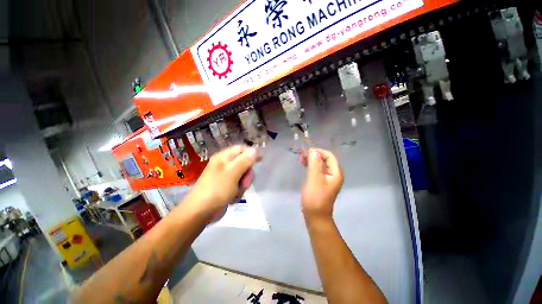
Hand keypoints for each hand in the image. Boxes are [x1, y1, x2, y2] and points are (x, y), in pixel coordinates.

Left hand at [187, 145, 259, 216]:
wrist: (200, 212)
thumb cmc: (217, 189)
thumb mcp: (232, 173)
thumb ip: (245, 160)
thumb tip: (255, 149)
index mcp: (224, 157)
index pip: (241, 148)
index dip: (252, 153)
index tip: (261, 160)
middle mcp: (224, 164)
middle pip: (244, 163)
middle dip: (247, 174)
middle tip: (245, 182)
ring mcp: (225, 176)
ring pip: (243, 175)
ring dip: (243, 184)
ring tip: (236, 192)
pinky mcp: (226, 186)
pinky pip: (238, 184)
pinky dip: (238, 191)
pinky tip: (232, 197)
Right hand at [301, 148, 342, 221]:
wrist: (316, 216)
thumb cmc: (315, 198)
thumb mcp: (314, 179)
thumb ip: (314, 164)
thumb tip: (313, 151)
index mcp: (335, 173)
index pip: (329, 156)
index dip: (319, 152)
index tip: (307, 152)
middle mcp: (334, 174)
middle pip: (325, 159)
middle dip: (314, 155)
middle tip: (302, 155)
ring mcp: (328, 179)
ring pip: (321, 164)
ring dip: (312, 160)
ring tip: (301, 159)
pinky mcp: (322, 182)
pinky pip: (318, 170)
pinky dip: (311, 166)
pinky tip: (304, 165)